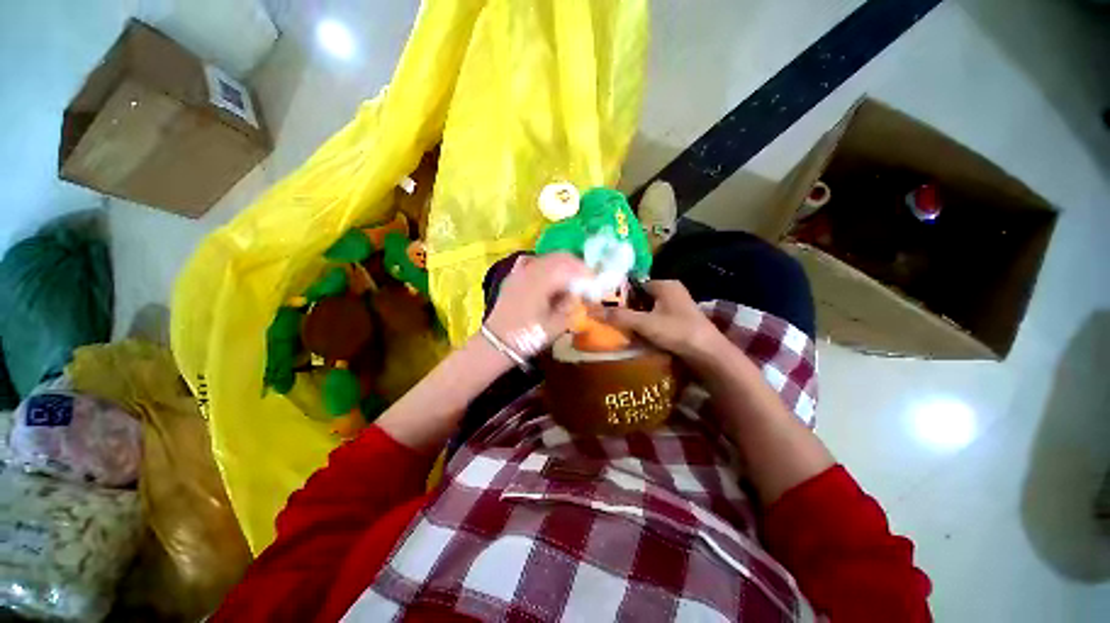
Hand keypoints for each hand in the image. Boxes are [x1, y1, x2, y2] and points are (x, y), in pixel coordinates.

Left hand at [485, 253, 589, 353]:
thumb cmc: (528, 337)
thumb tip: (581, 293)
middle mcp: (531, 270)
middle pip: (560, 257)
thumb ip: (572, 305)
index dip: (586, 273)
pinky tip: (551, 277)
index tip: (596, 283)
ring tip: (572, 280)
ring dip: (563, 265)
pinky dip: (547, 266)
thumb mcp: (557, 325)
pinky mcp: (514, 276)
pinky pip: (534, 262)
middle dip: (577, 266)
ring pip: (548, 258)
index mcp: (542, 281)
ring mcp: (520, 271)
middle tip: (587, 280)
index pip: (571, 267)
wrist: (497, 342)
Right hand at [602, 280, 724, 366]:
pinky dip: (647, 326)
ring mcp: (678, 307)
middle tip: (612, 320)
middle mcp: (672, 292)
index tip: (607, 307)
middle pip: (641, 298)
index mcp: (665, 285)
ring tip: (621, 329)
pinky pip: (657, 320)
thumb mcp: (645, 323)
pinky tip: (638, 337)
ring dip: (637, 320)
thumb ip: (619, 317)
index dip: (620, 295)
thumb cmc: (677, 331)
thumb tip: (592, 310)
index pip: (635, 285)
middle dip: (628, 309)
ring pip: (649, 310)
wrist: (708, 354)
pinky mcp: (680, 321)